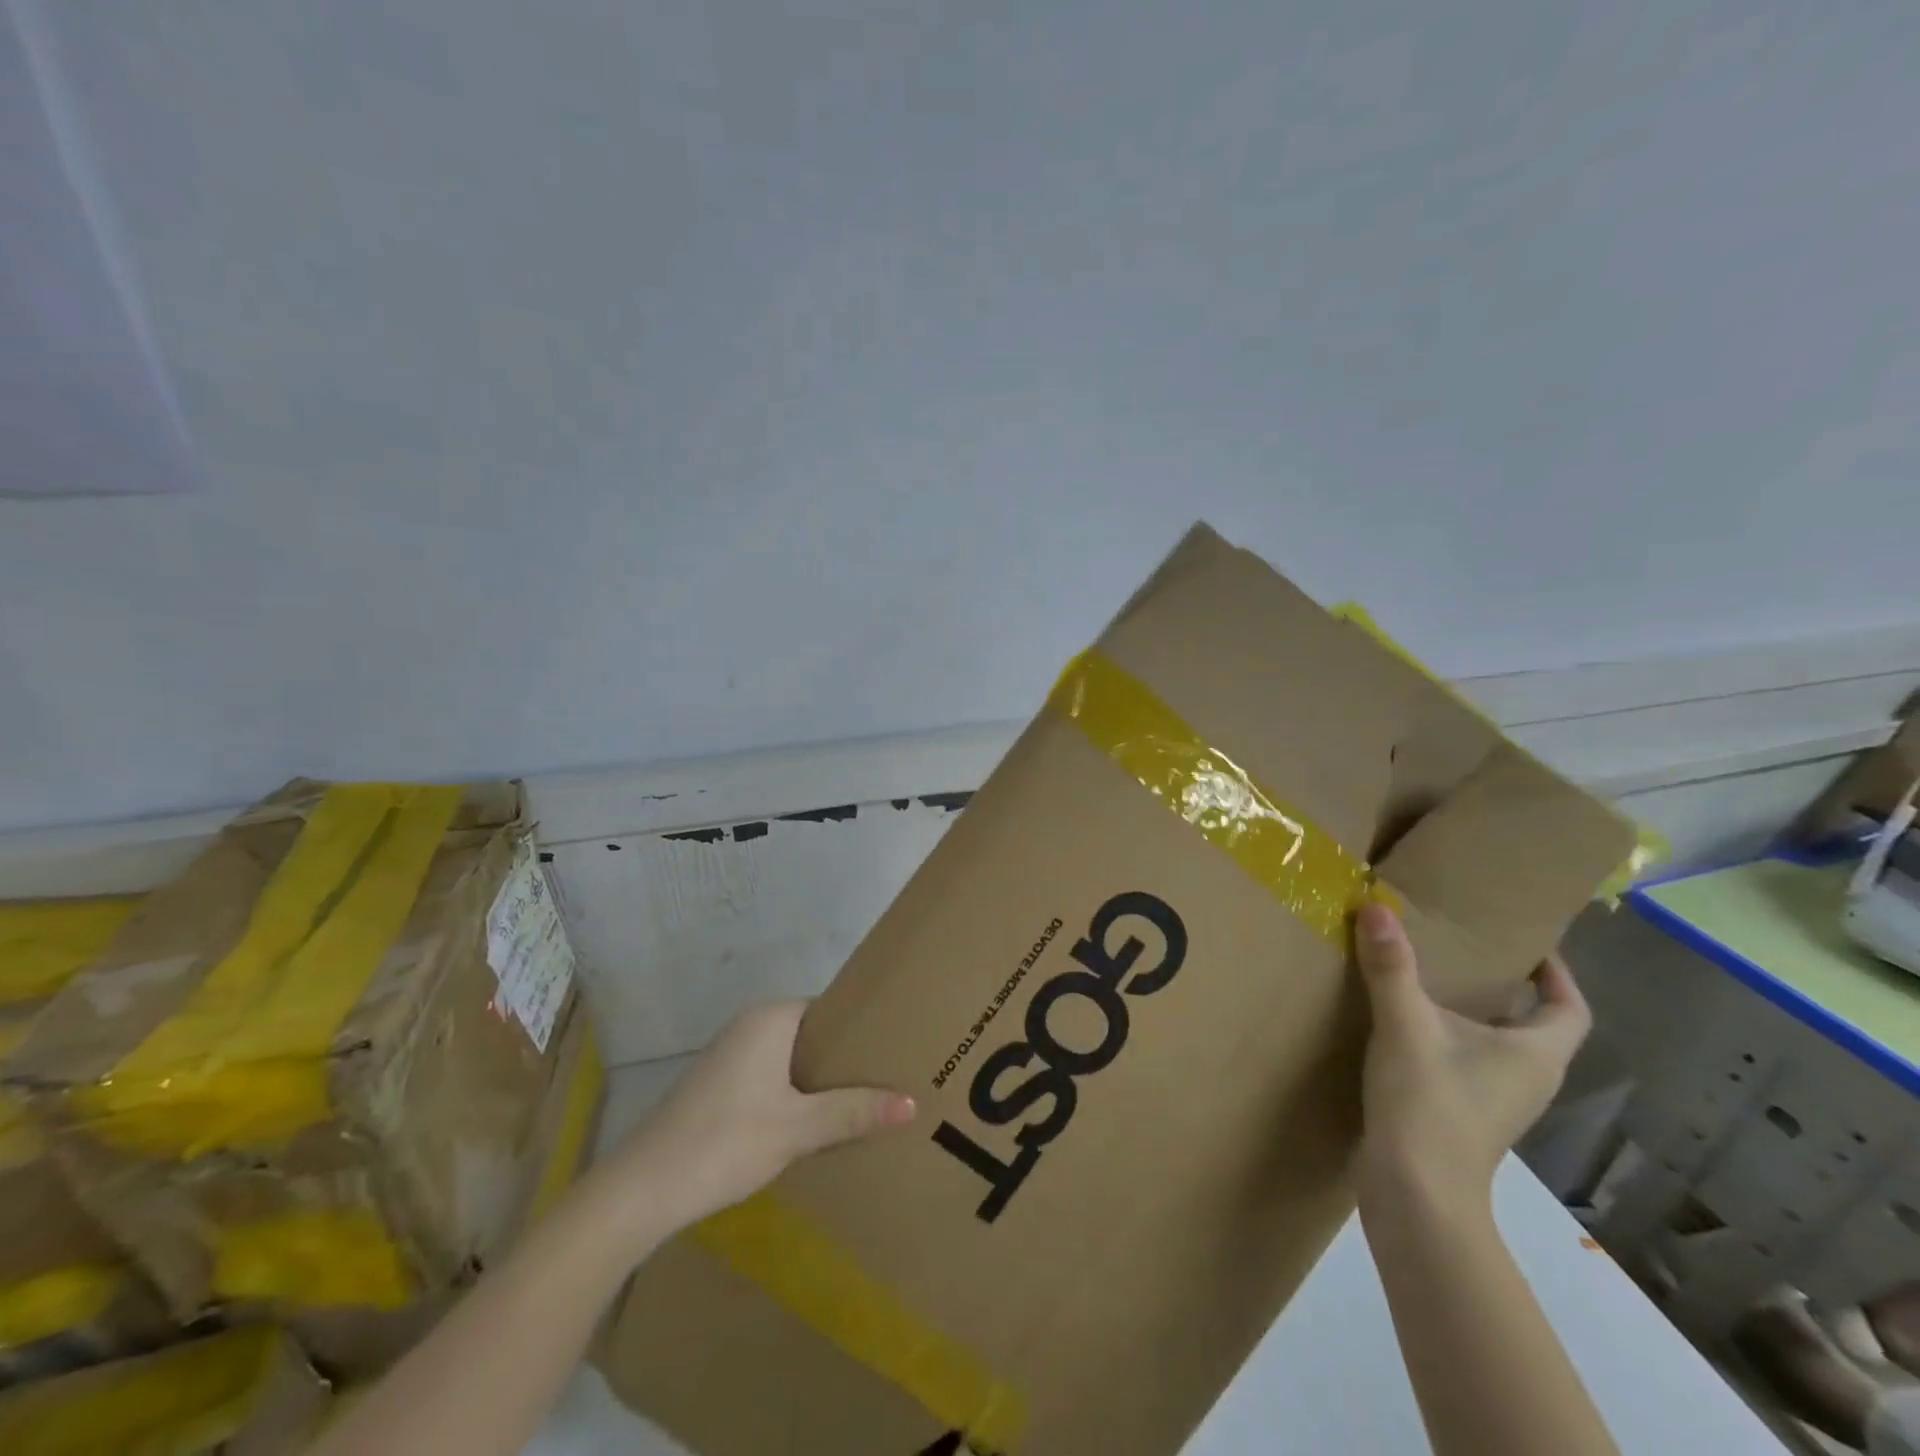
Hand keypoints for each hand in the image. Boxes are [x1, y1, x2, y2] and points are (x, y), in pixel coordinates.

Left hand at [598, 1000, 914, 1238]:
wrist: (642, 1189)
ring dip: (820, 1082)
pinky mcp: (718, 1086)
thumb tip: (911, 1103)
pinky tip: (813, 1125)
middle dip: (845, 1060)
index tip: (896, 1051)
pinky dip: (794, 1095)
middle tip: (889, 1081)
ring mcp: (731, 1056)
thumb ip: (853, 1112)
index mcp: (770, 1018)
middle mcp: (750, 1026)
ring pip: (791, 1060)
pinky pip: (772, 1078)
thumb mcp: (797, 1129)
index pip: (831, 1010)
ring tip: (862, 1104)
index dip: (863, 1031)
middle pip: (812, 1035)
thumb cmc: (725, 1142)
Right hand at [1353, 902, 1588, 1215]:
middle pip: (1533, 1025)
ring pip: (1498, 1046)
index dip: (1557, 974)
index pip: (1570, 1008)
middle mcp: (1528, 1078)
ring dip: (1474, 1013)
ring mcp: (1498, 1102)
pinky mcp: (1466, 1116)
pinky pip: (1469, 1063)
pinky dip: (1449, 1038)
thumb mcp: (1406, 1025)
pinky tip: (1406, 1027)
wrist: (1415, 1192)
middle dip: (1506, 986)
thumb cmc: (1430, 1104)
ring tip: (1429, 978)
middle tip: (1464, 948)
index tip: (1526, 943)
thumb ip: (1391, 966)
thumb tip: (1377, 905)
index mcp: (1535, 1054)